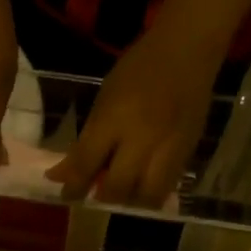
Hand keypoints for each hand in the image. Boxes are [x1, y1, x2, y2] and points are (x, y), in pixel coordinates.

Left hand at [48, 28, 217, 207]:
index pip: (87, 164)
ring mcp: (168, 147)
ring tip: (123, 195)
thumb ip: (86, 141)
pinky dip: (152, 193)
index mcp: (115, 118)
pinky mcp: (188, 152)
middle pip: (118, 187)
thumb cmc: (139, 67)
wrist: (189, 48)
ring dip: (130, 202)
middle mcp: (142, 138)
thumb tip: (61, 174)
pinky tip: (143, 186)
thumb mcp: (104, 99)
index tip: (66, 195)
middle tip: (96, 195)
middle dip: (103, 198)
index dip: (73, 186)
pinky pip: (168, 186)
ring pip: (147, 196)